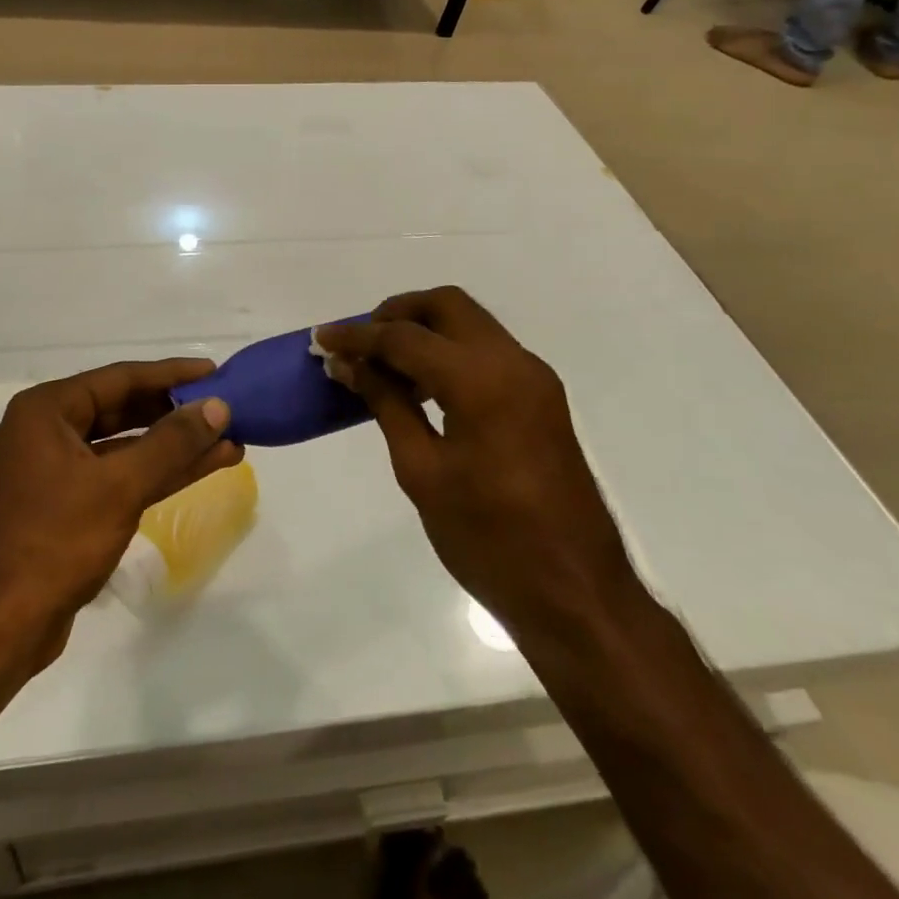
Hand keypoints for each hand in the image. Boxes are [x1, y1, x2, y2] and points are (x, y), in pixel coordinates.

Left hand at [0, 359, 239, 671]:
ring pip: (123, 447)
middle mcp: (45, 431)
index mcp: (45, 411)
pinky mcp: (63, 506)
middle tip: (224, 408)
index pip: (119, 378)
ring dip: (172, 447)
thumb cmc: (53, 543)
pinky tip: (198, 470)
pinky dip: (154, 474)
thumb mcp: (119, 486)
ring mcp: (52, 471)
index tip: (214, 372)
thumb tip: (217, 406)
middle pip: (121, 409)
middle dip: (175, 413)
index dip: (171, 375)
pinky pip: (115, 476)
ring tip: (227, 441)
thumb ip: (171, 443)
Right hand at [315, 288, 637, 644]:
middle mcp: (513, 362)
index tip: (322, 339)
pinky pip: (487, 351)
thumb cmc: (488, 539)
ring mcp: (534, 377)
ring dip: (424, 330)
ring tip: (383, 365)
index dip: (358, 336)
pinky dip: (449, 351)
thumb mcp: (422, 472)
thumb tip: (349, 365)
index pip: (405, 337)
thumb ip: (386, 404)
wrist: (577, 594)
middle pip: (446, 305)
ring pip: (470, 323)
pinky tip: (422, 386)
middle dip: (397, 313)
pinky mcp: (542, 397)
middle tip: (360, 344)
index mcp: (480, 380)